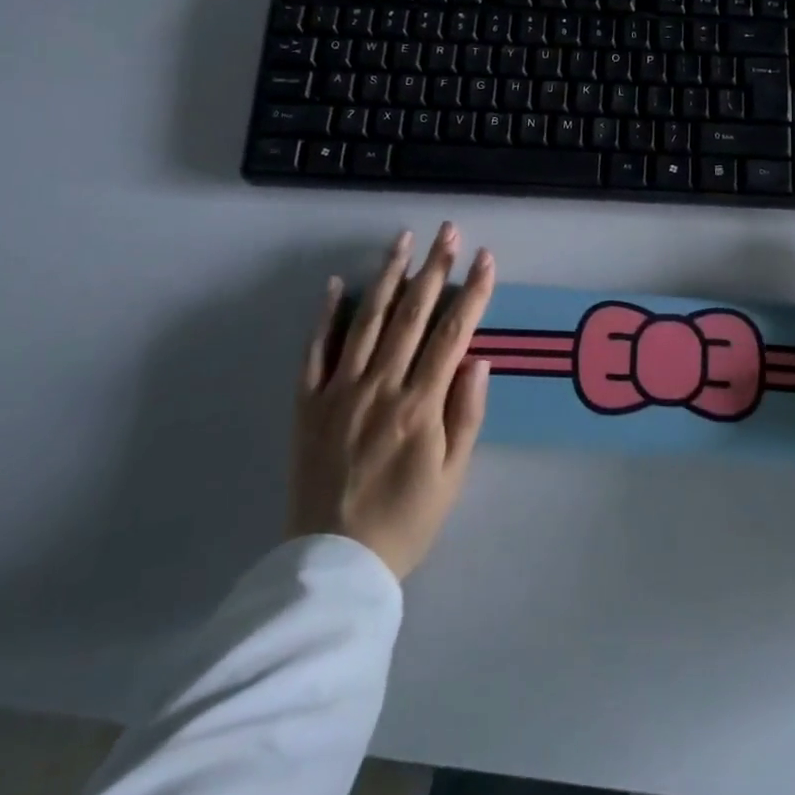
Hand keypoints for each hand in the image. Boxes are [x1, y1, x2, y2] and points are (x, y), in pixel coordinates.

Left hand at [288, 223, 495, 578]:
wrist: (334, 564)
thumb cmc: (406, 520)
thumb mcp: (453, 476)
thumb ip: (467, 414)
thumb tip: (478, 358)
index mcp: (420, 405)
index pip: (453, 334)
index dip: (472, 292)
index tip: (485, 258)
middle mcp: (380, 386)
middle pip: (412, 315)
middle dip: (434, 267)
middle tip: (447, 230)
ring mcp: (340, 390)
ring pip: (368, 320)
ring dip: (388, 276)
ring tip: (402, 239)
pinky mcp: (309, 403)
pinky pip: (316, 350)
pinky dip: (326, 315)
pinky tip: (337, 284)